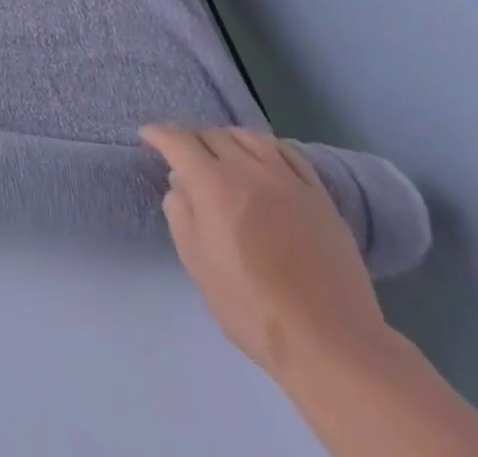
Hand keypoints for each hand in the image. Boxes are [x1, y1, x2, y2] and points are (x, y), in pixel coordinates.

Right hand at [140, 124, 388, 380]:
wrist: (330, 343)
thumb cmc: (252, 307)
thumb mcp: (197, 263)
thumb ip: (180, 213)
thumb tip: (180, 183)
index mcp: (213, 184)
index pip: (178, 140)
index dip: (158, 134)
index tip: (147, 136)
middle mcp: (248, 170)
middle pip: (212, 134)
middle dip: (191, 139)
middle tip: (184, 155)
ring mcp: (288, 180)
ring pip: (249, 137)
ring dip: (228, 138)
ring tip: (223, 153)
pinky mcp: (319, 196)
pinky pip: (289, 153)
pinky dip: (267, 147)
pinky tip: (264, 159)